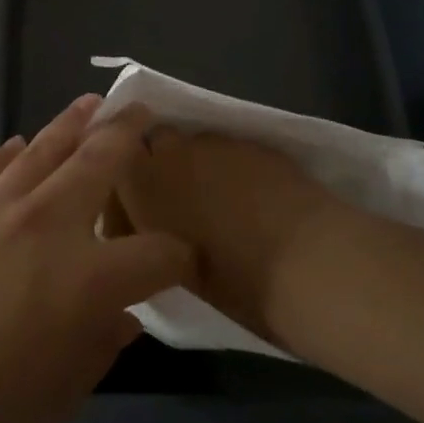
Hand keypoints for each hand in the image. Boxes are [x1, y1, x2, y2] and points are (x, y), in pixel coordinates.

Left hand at [0, 97, 192, 422]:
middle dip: (129, 133)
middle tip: (143, 110)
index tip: (184, 260)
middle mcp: (49, 223)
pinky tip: (17, 143)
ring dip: (74, 121)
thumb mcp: (56, 397)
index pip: (157, 255)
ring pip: (46, 147)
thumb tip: (122, 319)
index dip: (180, 257)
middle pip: (101, 162)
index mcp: (88, 278)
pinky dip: (9, 151)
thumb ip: (98, 350)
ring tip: (93, 103)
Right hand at [113, 130, 360, 346]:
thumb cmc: (236, 282)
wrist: (311, 261)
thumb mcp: (175, 269)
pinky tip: (249, 193)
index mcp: (141, 187)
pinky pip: (226, 147)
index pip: (112, 167)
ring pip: (191, 143)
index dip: (124, 188)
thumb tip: (154, 229)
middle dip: (157, 164)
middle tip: (177, 201)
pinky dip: (229, 164)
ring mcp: (213, 142)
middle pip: (151, 144)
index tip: (139, 214)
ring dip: (193, 163)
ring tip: (216, 197)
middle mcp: (169, 153)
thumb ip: (154, 236)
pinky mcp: (251, 140)